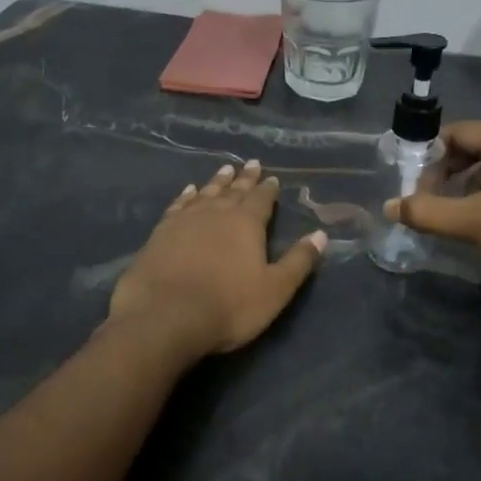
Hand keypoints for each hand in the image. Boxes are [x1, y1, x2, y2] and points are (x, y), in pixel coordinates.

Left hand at [110, 159, 327, 358]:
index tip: (272, 177)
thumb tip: (320, 234)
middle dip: (244, 178)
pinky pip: (178, 206)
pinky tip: (188, 192)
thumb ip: (298, 261)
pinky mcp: (160, 233)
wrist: (165, 317)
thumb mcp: (275, 289)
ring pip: (205, 193)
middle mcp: (216, 213)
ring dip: (216, 181)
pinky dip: (185, 196)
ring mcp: (185, 221)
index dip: (268, 189)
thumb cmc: (229, 306)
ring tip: (225, 169)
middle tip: (250, 163)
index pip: (261, 199)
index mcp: (246, 224)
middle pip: (234, 191)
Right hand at [386, 120, 480, 305]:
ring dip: (472, 183)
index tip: (417, 188)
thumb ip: (428, 212)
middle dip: (449, 172)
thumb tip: (390, 206)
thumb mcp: (473, 223)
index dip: (429, 159)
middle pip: (477, 145)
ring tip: (458, 213)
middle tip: (434, 201)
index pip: (456, 133)